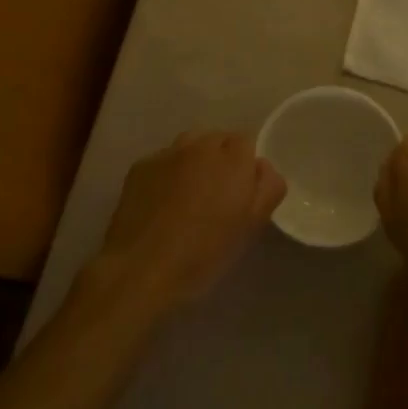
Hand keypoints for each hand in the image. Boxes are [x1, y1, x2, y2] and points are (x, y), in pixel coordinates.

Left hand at [89, 131, 285, 318]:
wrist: (141, 269)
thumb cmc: (203, 253)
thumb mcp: (250, 227)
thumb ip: (267, 188)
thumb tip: (262, 167)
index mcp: (233, 159)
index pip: (246, 141)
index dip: (246, 165)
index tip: (241, 190)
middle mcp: (201, 146)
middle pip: (217, 140)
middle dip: (221, 159)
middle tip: (216, 195)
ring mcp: (167, 153)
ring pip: (189, 145)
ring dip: (194, 162)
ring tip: (189, 195)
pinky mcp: (140, 166)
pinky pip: (163, 160)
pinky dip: (168, 173)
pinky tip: (161, 202)